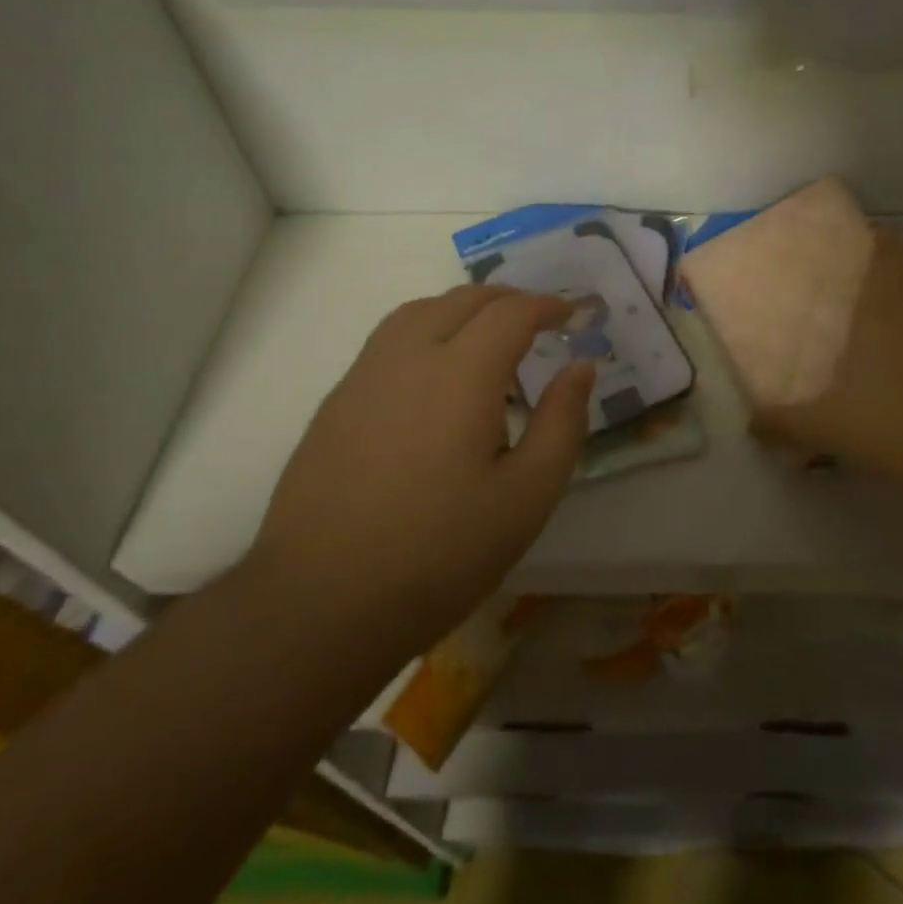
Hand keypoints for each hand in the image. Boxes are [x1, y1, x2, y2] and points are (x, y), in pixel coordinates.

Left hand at [250, 286, 592, 647]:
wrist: (321, 603)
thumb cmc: (441, 552)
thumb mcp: (529, 494)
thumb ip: (562, 421)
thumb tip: (580, 366)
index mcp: (461, 373)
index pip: (511, 312)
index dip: (547, 306)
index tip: (572, 315)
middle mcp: (409, 357)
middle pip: (463, 300)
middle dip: (508, 300)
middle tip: (539, 322)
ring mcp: (364, 376)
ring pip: (419, 311)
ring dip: (463, 309)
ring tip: (489, 338)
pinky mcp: (336, 402)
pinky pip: (389, 340)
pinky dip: (427, 332)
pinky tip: (436, 378)